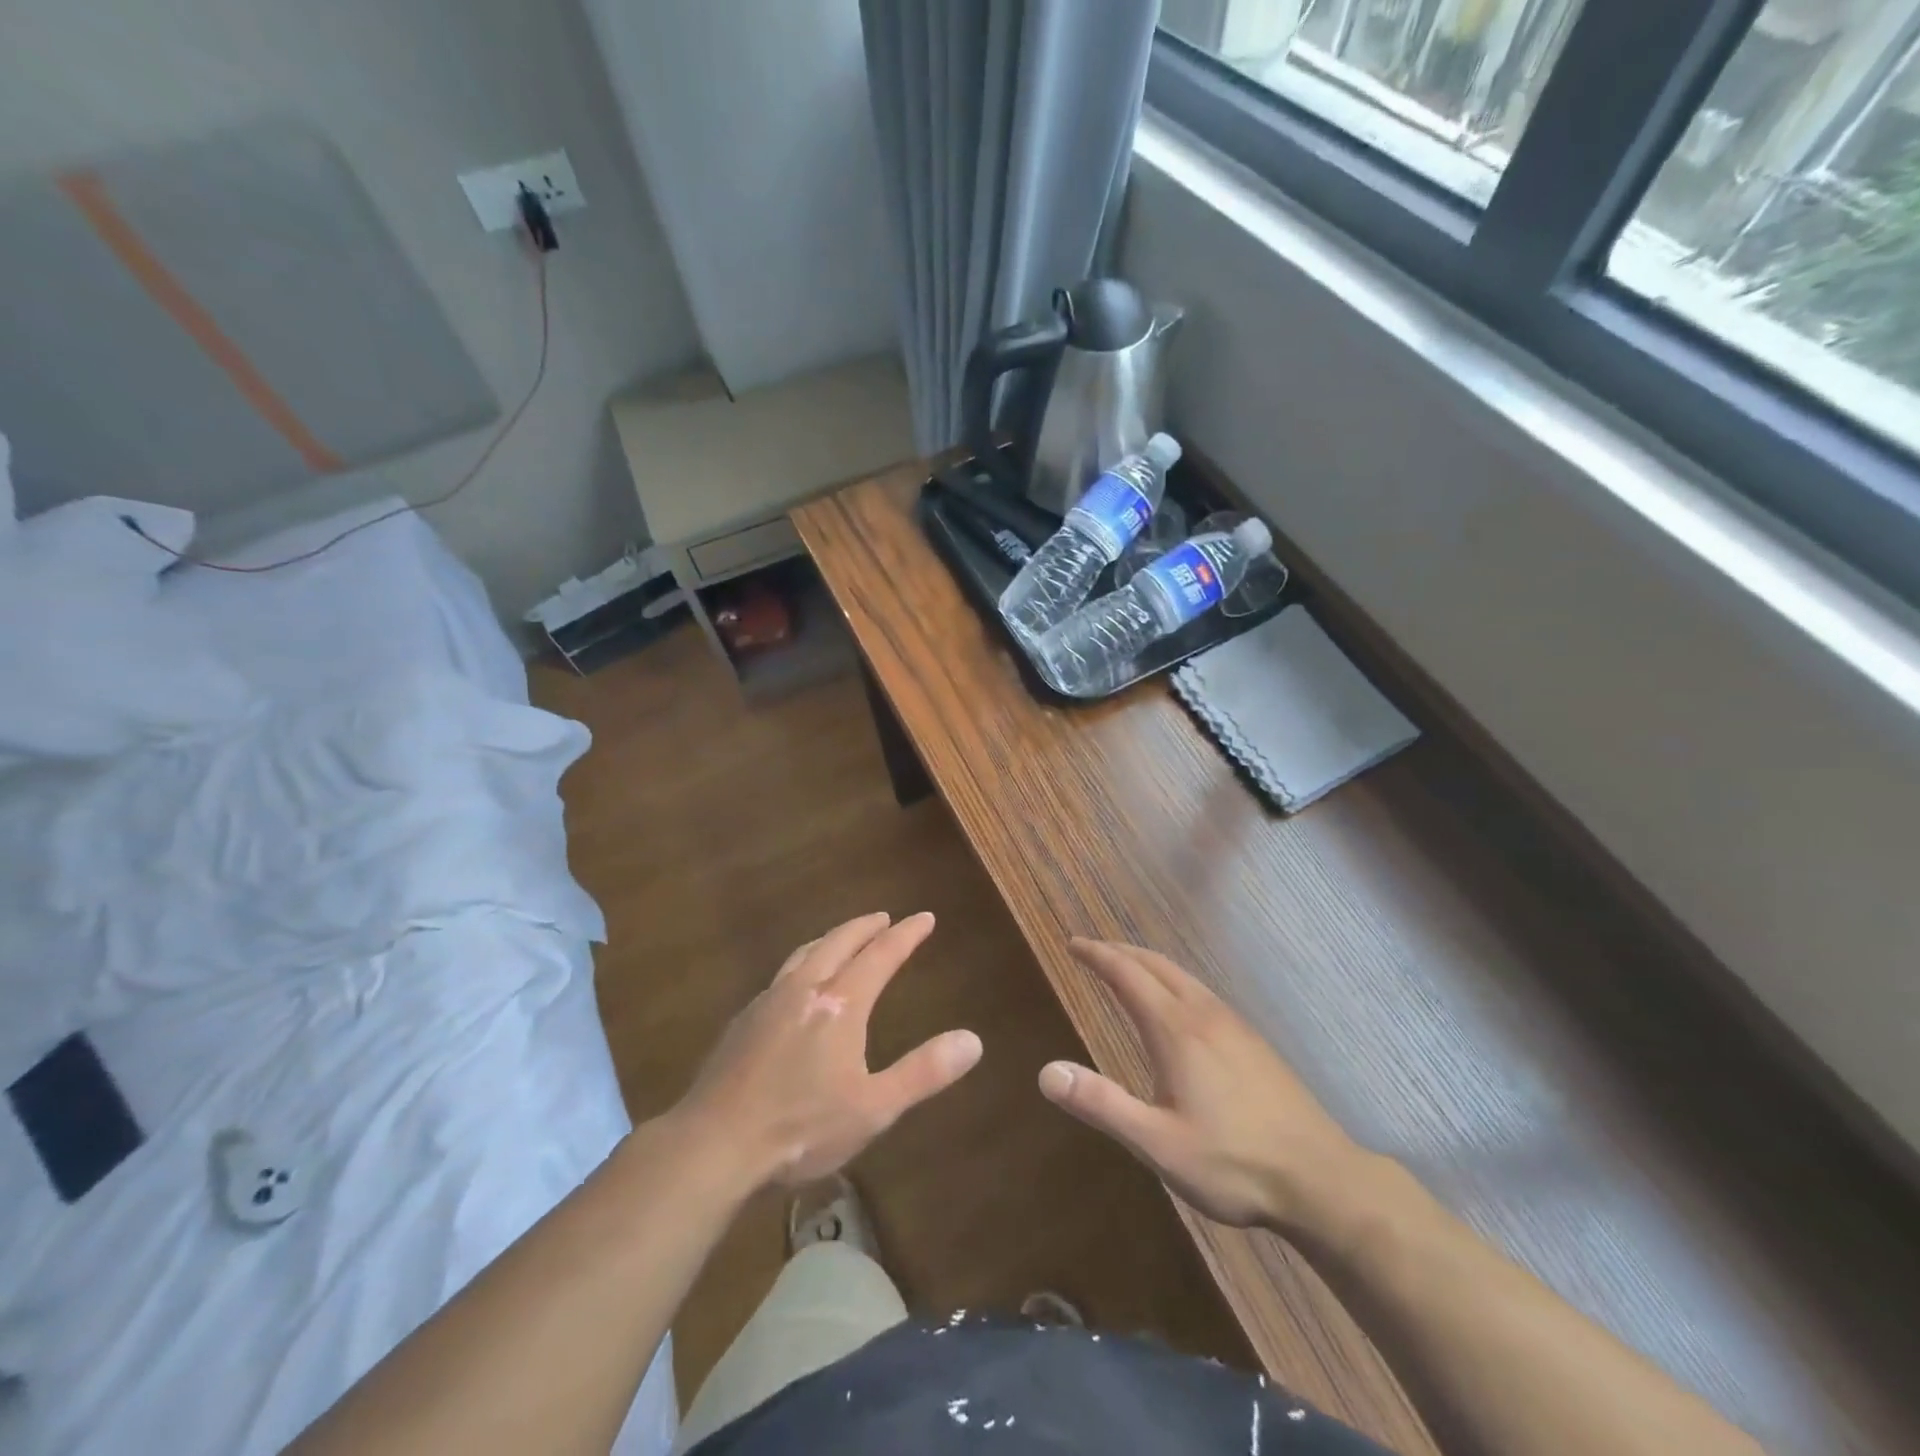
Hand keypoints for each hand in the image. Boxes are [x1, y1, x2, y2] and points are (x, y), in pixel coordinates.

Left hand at [675, 912, 981, 1192]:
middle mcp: (805, 989)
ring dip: (830, 939)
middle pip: (839, 943)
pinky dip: (802, 964)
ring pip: (805, 954)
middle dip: (865, 927)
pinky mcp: (743, 1021)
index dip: (906, 935)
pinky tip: (797, 985)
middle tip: (884, 918)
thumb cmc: (801, 1127)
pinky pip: (781, 975)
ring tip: (842, 939)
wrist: (714, 1144)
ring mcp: (769, 1001)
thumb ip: (923, 1072)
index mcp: (840, 1004)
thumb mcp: (874, 1107)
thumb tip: (973, 1040)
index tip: (925, 917)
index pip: (881, 955)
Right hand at [1039, 939, 1363, 1231]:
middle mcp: (1203, 1013)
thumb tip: (1046, 1072)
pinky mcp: (1253, 1040)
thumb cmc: (1232, 1163)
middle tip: (1091, 950)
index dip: (1097, 955)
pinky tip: (1177, 1006)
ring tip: (1126, 969)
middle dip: (1119, 951)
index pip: (1127, 974)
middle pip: (1155, 964)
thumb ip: (1101, 1104)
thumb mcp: (1157, 1143)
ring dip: (1147, 963)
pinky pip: (1201, 991)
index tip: (1072, 944)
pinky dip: (1172, 980)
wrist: (1321, 1179)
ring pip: (1182, 975)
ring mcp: (1233, 1024)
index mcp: (1175, 1029)